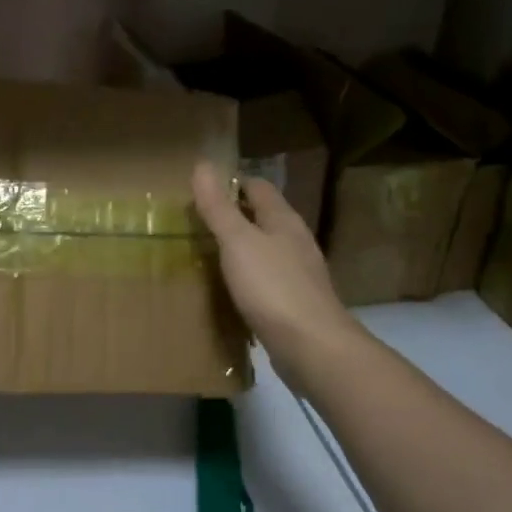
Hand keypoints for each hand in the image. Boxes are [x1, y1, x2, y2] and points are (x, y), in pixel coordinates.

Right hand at [192, 160, 354, 385]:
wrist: (313, 347)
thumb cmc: (273, 287)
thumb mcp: (237, 242)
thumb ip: (218, 207)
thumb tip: (202, 164)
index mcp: (283, 220)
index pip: (258, 187)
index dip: (232, 184)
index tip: (201, 191)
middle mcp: (295, 241)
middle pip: (264, 218)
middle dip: (235, 216)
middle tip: (198, 223)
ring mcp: (299, 273)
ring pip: (266, 250)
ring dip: (241, 248)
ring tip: (209, 254)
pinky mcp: (296, 303)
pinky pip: (268, 280)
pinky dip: (249, 278)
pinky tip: (232, 290)